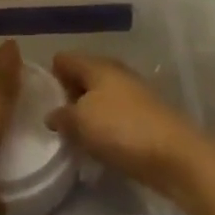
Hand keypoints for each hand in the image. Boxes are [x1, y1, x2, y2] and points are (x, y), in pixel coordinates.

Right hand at [47, 51, 207, 195]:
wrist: (176, 156)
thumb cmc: (122, 130)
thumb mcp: (81, 122)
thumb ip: (62, 115)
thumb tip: (53, 114)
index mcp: (97, 65)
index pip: (64, 59)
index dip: (49, 75)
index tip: (38, 100)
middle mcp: (115, 72)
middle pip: (82, 77)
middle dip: (67, 96)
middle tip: (53, 122)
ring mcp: (132, 94)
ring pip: (98, 98)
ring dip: (86, 114)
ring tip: (73, 138)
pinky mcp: (144, 117)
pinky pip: (114, 116)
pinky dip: (103, 128)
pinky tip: (98, 147)